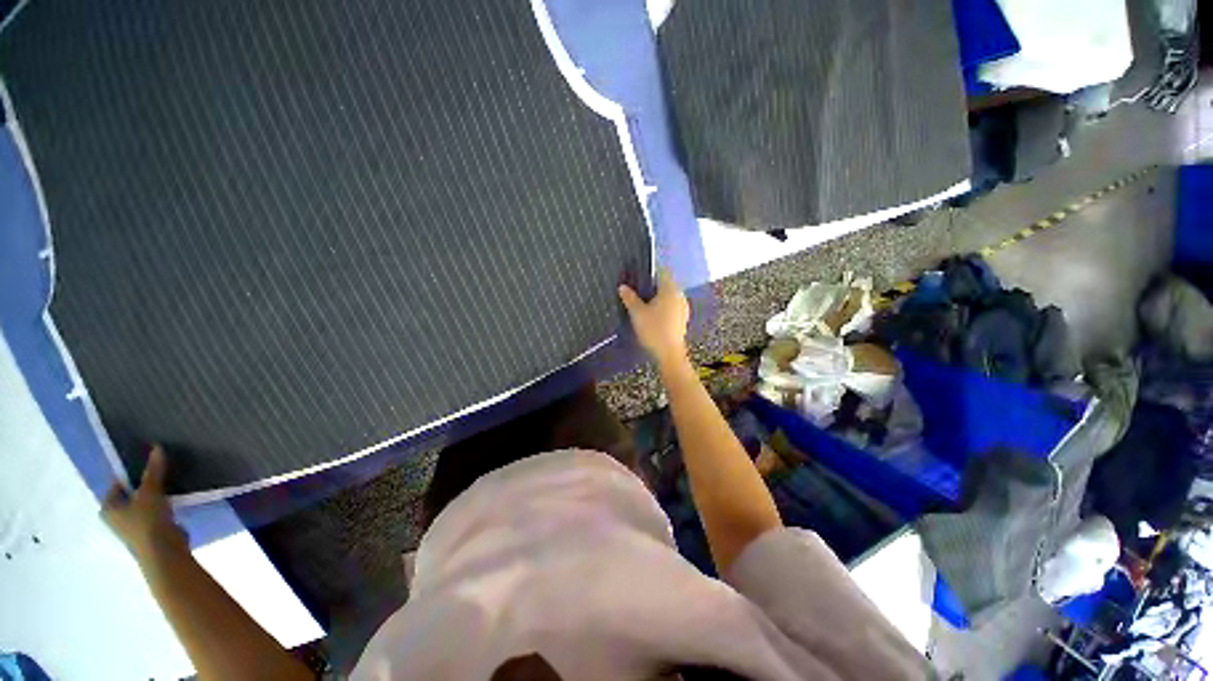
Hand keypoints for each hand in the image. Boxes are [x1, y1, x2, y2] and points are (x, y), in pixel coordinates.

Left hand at [102, 445, 185, 560]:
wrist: (163, 552)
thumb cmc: (147, 521)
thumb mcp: (150, 492)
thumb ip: (154, 471)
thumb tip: (157, 447)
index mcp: (108, 507)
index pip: (117, 484)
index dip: (132, 474)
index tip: (149, 467)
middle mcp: (115, 518)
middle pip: (129, 495)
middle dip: (143, 487)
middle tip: (160, 475)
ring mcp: (131, 528)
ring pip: (142, 506)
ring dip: (153, 498)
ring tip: (169, 487)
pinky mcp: (147, 534)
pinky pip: (152, 515)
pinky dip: (160, 509)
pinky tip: (173, 504)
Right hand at [618, 270, 689, 367]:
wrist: (669, 353)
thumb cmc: (653, 329)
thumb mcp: (637, 313)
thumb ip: (630, 298)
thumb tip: (622, 287)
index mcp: (670, 289)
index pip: (661, 272)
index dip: (649, 272)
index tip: (637, 276)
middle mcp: (680, 295)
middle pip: (665, 284)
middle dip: (652, 286)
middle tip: (636, 291)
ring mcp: (683, 307)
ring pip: (669, 296)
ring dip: (657, 298)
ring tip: (642, 304)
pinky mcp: (683, 319)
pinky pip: (671, 307)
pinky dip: (662, 308)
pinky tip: (652, 316)